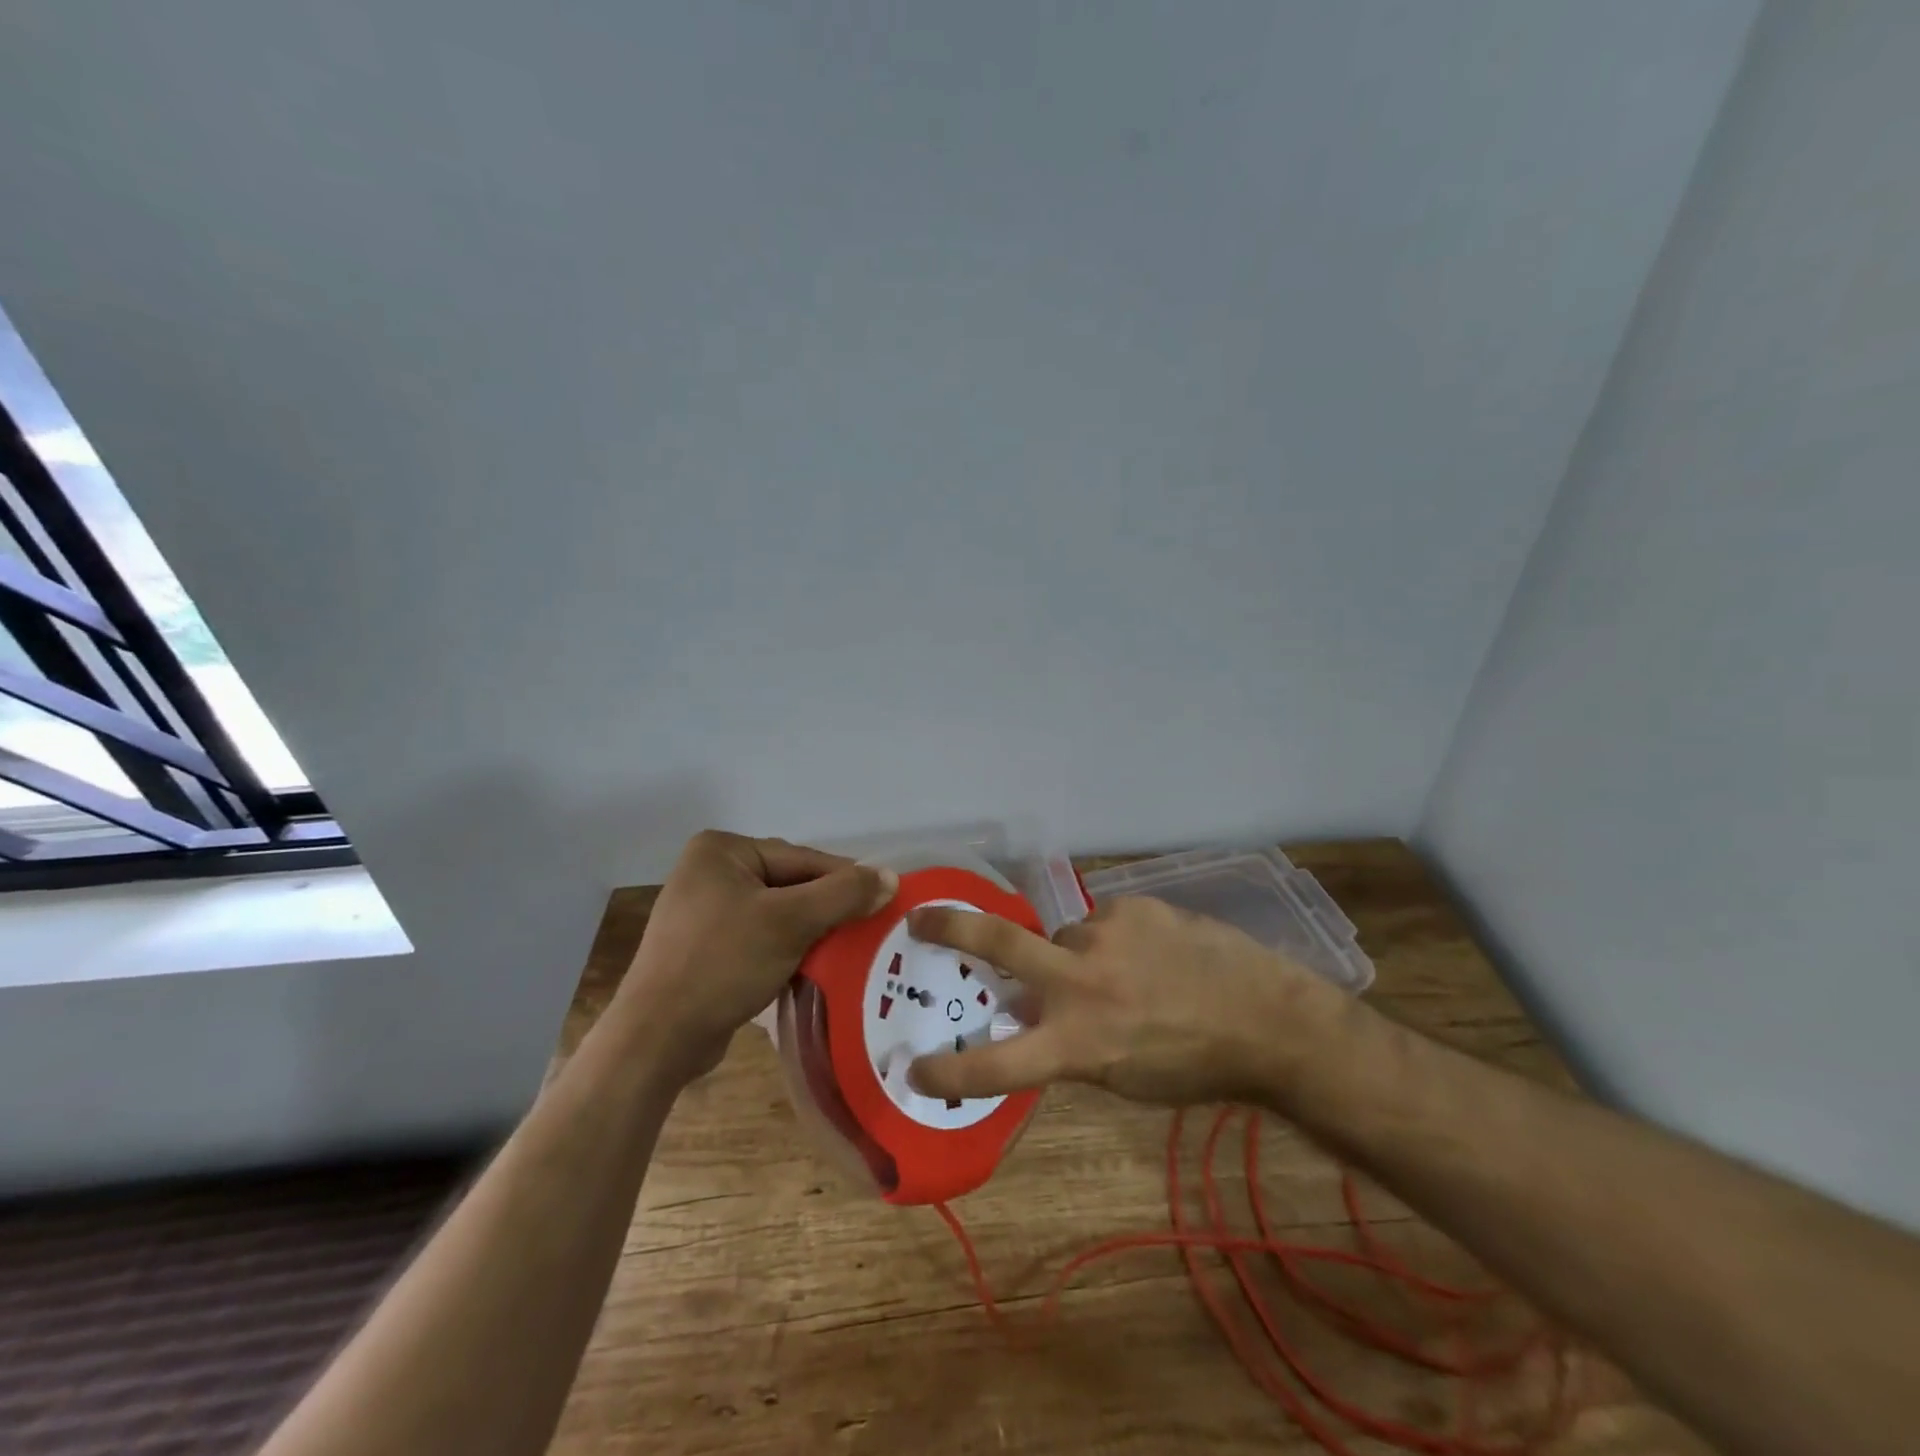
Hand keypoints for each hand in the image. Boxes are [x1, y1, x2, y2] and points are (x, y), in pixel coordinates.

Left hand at [614, 830, 896, 1080]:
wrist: (657, 1038)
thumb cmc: (723, 963)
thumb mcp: (791, 922)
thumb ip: (843, 894)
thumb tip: (890, 877)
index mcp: (722, 850)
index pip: (802, 859)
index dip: (845, 881)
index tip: (884, 900)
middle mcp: (709, 871)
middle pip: (790, 884)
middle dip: (827, 909)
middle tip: (869, 929)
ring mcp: (704, 911)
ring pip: (777, 913)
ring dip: (810, 932)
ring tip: (848, 951)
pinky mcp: (704, 947)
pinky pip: (759, 937)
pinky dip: (787, 949)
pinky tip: (812, 968)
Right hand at [907, 894, 1343, 1107]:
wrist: (1266, 1019)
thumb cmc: (1193, 1064)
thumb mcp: (1121, 1076)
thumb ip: (1067, 1043)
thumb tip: (1027, 1013)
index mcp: (1077, 1042)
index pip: (998, 1064)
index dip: (950, 1072)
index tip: (913, 1069)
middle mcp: (1080, 982)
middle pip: (999, 944)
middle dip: (951, 928)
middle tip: (921, 918)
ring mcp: (1105, 934)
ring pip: (1064, 938)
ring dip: (1076, 955)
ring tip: (1123, 972)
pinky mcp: (1132, 906)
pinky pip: (1104, 922)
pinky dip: (1114, 940)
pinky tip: (1152, 954)